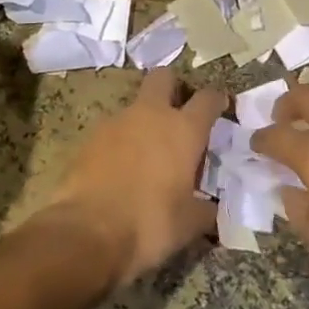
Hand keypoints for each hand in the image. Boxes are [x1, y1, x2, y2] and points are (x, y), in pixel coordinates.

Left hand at [38, 68, 225, 287]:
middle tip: (179, 113)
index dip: (216, 100)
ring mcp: (116, 121)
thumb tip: (213, 208)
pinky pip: (112, 129)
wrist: (87, 231)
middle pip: (163, 77)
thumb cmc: (150, 223)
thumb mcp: (189, 224)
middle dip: (172, 87)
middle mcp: (150, 114)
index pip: (207, 99)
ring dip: (144, 119)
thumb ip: (206, 209)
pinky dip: (120, 141)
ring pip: (135, 104)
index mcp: (183, 129)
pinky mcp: (90, 136)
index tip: (220, 107)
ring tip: (148, 152)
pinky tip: (120, 168)